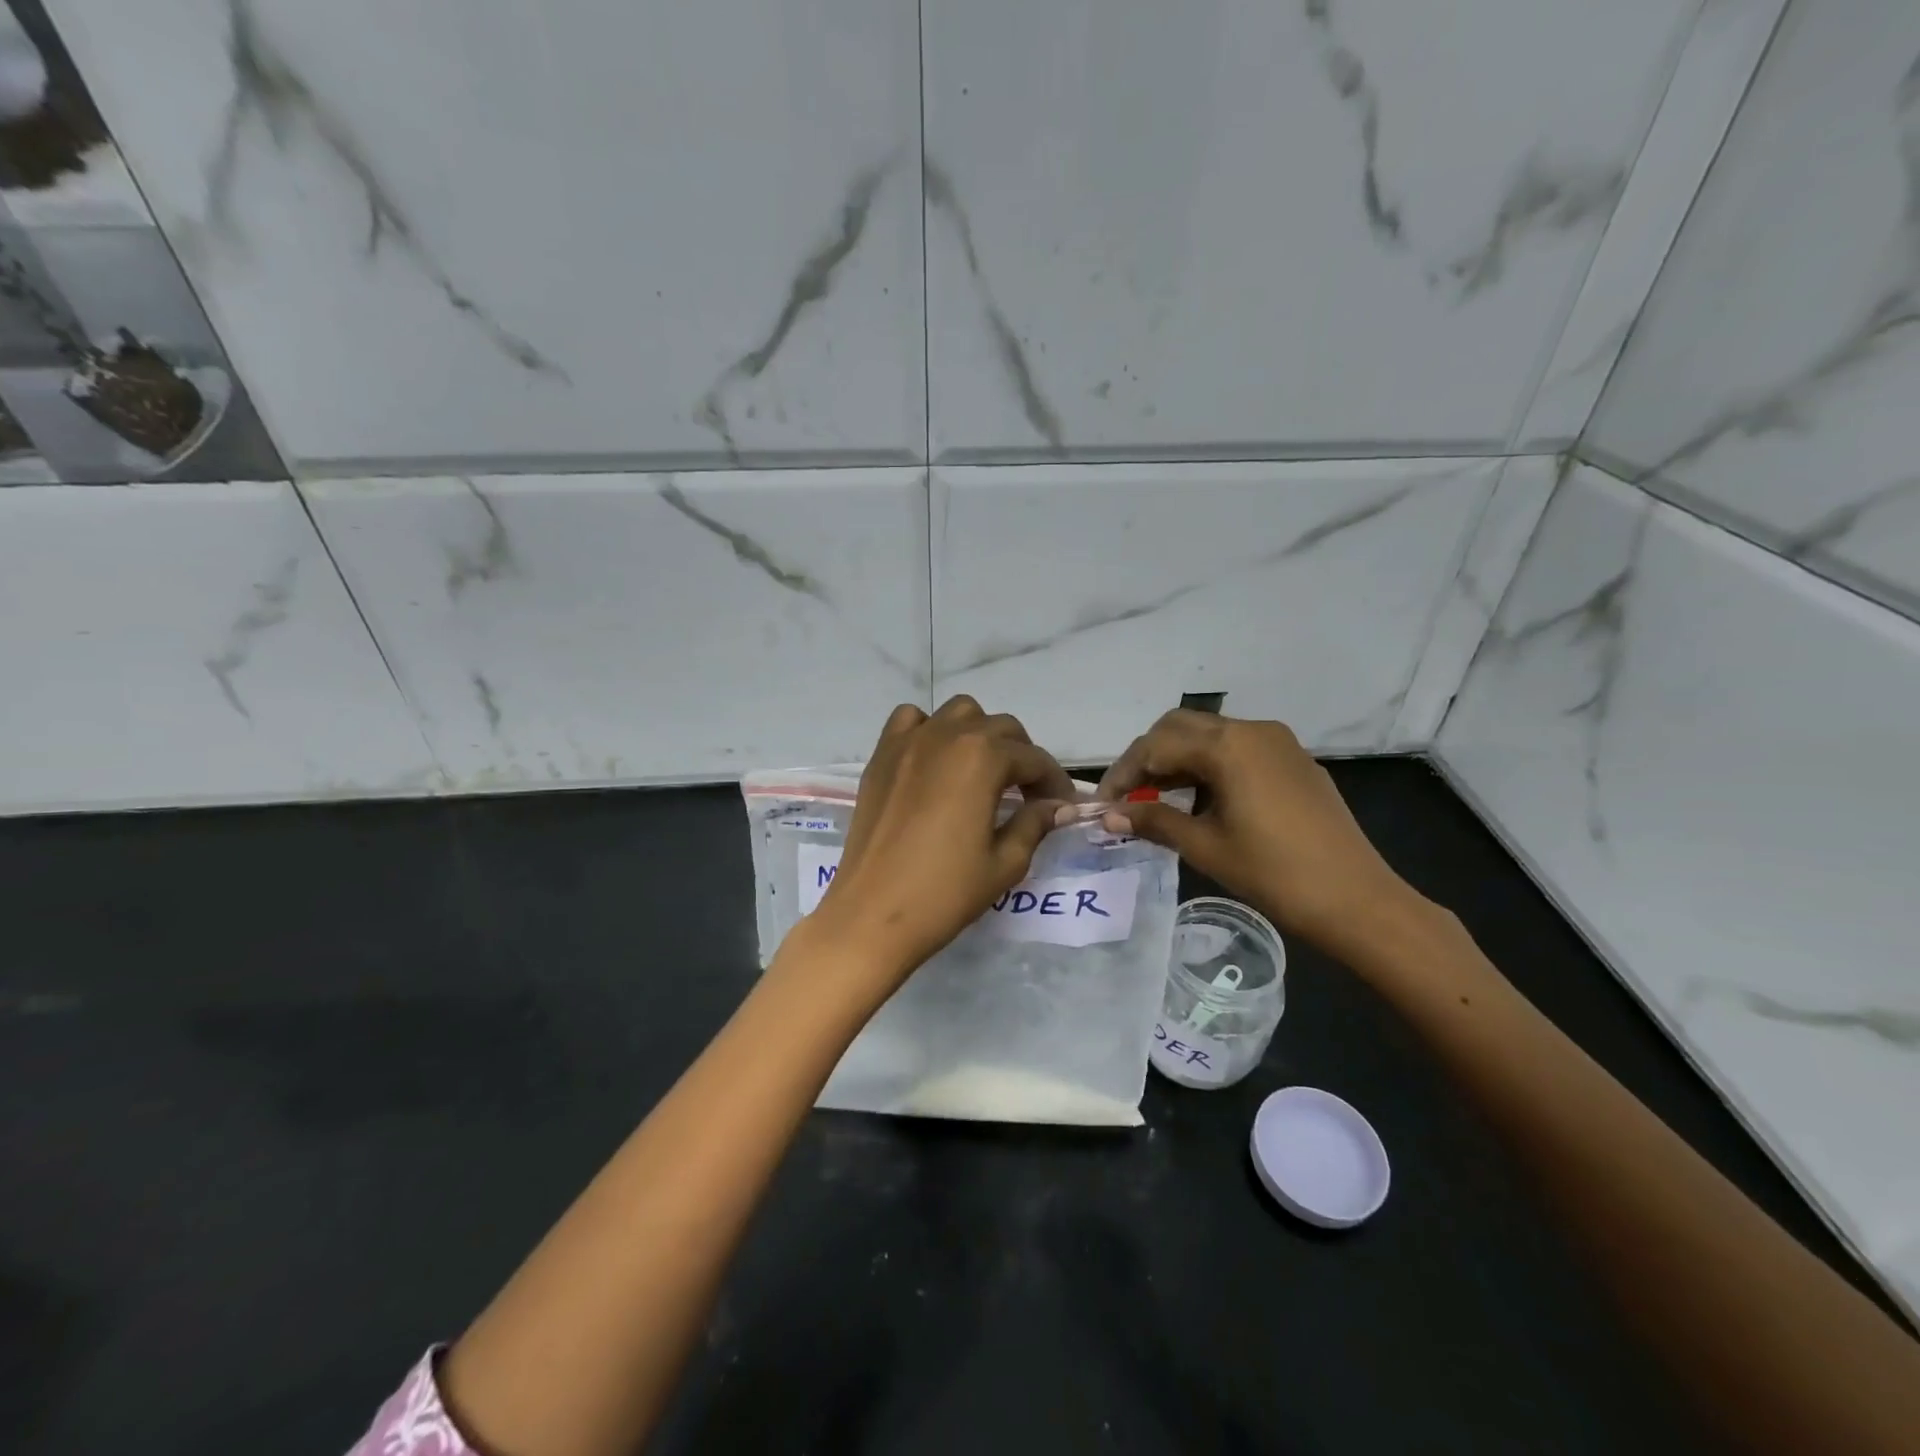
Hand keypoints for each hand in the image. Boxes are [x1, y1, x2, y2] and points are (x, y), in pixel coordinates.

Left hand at [809, 696, 1076, 991]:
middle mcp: (947, 735)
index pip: (1033, 758)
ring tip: (983, 771)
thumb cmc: (944, 893)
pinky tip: (935, 761)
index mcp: (983, 758)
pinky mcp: (881, 756)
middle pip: (1000, 728)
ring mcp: (909, 742)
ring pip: (958, 713)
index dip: (1054, 782)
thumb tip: (1058, 806)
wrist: (873, 914)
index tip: (1062, 806)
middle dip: (1022, 756)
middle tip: (1027, 794)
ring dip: (979, 734)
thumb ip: (1035, 823)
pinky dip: (930, 729)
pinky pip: (911, 720)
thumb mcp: (1005, 863)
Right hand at [1097, 710, 1421, 960]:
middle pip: (1180, 726)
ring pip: (1210, 734)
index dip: (1123, 773)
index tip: (1102, 803)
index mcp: (1228, 746)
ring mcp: (1278, 743)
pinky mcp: (1293, 761)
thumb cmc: (1274, 873)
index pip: (1156, 745)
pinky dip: (1208, 765)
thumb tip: (1110, 815)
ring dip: (1177, 759)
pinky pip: (1237, 749)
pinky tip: (1201, 800)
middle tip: (1129, 795)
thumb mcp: (1205, 847)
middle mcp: (1252, 730)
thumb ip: (1154, 820)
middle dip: (1148, 757)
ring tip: (1158, 800)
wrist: (1356, 899)